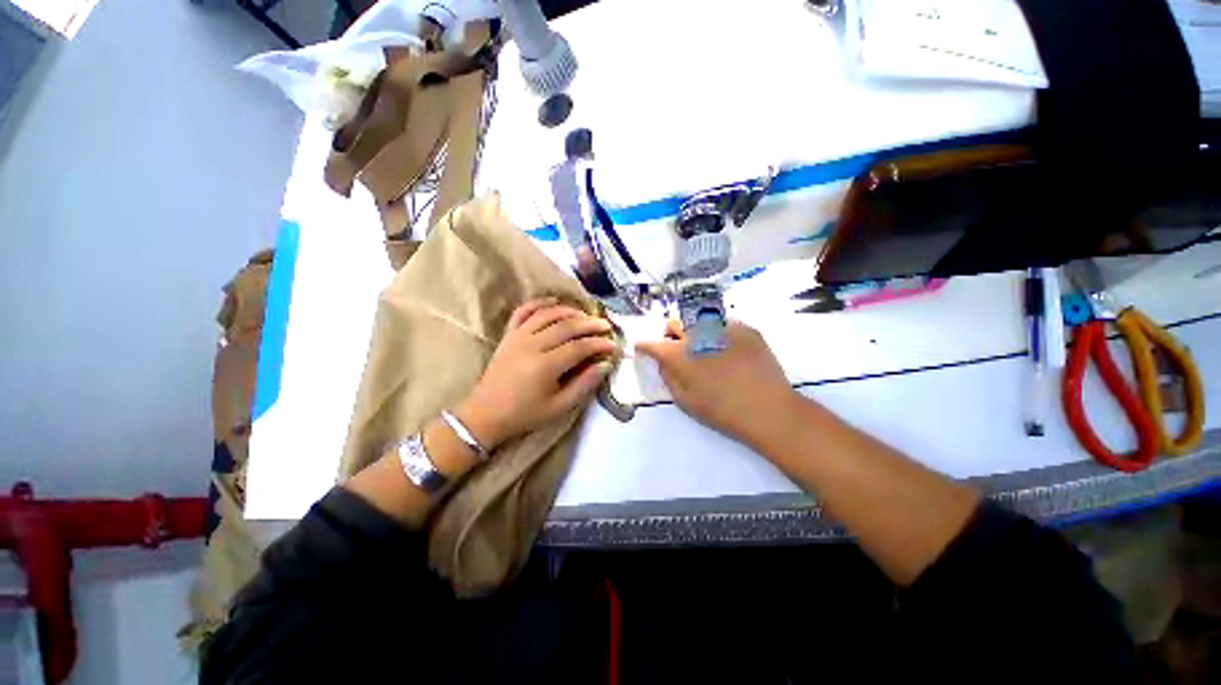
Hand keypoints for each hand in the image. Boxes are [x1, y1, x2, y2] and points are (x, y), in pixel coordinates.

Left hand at [456, 298, 616, 449]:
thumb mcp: (559, 407)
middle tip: (606, 325)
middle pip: (566, 326)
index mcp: (545, 366)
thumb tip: (604, 365)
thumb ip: (584, 384)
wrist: (485, 414)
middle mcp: (532, 345)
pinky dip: (539, 303)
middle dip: (590, 324)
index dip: (598, 344)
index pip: (579, 347)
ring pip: (547, 314)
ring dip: (569, 311)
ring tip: (586, 314)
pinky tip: (554, 301)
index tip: (613, 345)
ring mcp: (518, 337)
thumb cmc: (525, 414)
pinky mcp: (508, 335)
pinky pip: (523, 312)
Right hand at [636, 320, 796, 445]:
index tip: (643, 348)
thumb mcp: (685, 401)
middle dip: (670, 334)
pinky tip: (729, 351)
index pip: (652, 343)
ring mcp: (722, 327)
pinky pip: (724, 324)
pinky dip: (719, 334)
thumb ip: (669, 377)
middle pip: (674, 324)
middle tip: (678, 349)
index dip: (644, 346)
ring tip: (707, 350)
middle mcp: (697, 334)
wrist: (768, 409)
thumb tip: (663, 362)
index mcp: (679, 354)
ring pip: (698, 321)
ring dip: (695, 333)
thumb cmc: (722, 411)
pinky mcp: (745, 328)